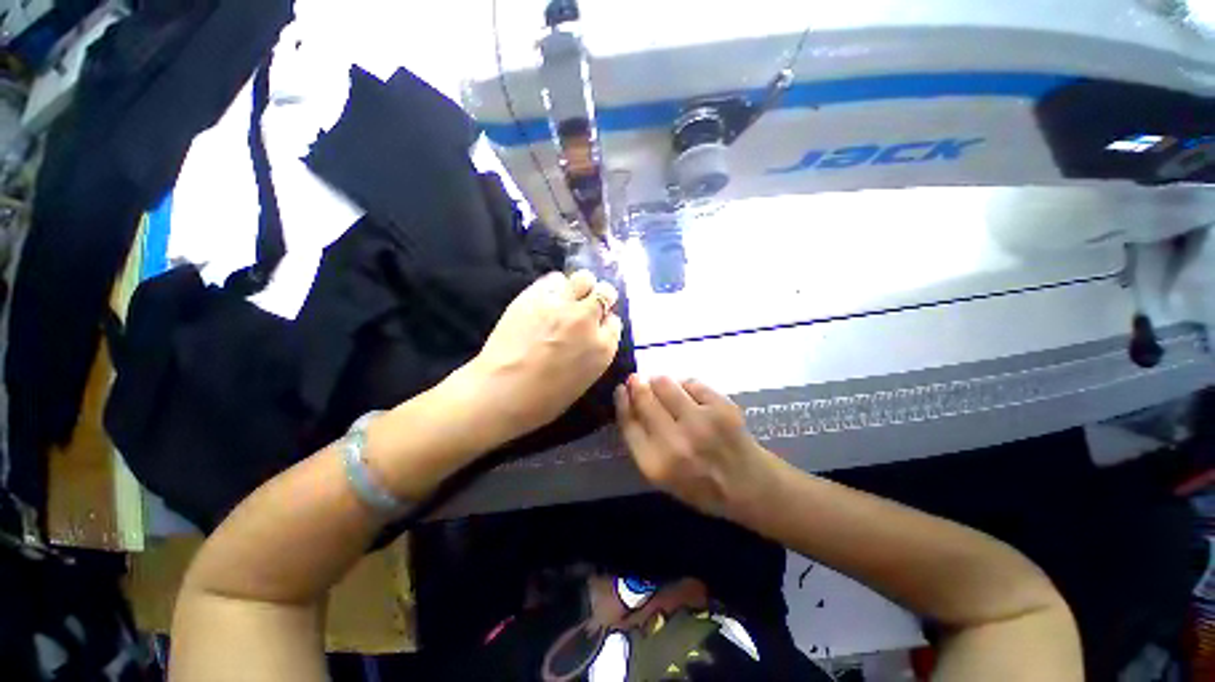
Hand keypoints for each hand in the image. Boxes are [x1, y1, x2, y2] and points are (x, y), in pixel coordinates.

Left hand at [463, 270, 622, 442]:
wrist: (501, 392)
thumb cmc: (543, 399)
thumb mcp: (584, 380)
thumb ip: (594, 352)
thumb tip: (592, 334)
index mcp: (603, 347)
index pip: (615, 321)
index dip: (604, 321)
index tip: (596, 325)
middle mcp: (587, 320)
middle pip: (605, 292)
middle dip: (599, 297)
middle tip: (586, 306)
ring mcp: (562, 304)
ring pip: (583, 278)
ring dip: (580, 286)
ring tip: (568, 297)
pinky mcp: (536, 294)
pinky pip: (555, 278)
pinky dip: (556, 285)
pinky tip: (547, 298)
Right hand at [615, 376, 784, 519]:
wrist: (748, 485)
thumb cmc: (699, 484)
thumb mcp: (661, 475)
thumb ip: (642, 440)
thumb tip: (629, 398)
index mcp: (656, 464)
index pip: (628, 422)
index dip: (622, 401)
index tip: (621, 389)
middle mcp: (675, 442)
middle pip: (644, 399)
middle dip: (638, 385)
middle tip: (638, 380)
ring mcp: (700, 422)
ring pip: (665, 384)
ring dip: (660, 382)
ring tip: (666, 389)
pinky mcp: (721, 407)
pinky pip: (691, 382)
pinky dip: (686, 386)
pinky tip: (691, 397)